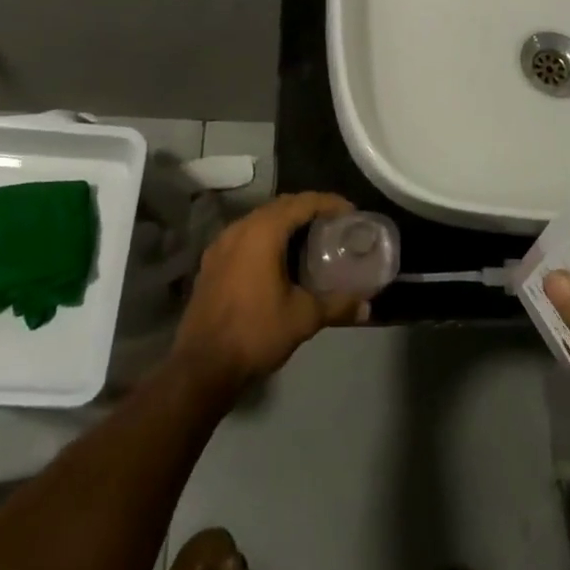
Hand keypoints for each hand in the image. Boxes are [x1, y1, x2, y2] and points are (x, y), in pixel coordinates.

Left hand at [171, 192, 364, 400]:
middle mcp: (239, 228)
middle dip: (308, 209)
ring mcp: (221, 244)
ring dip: (285, 222)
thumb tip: (367, 306)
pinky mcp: (211, 262)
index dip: (329, 203)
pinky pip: (244, 236)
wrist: (202, 366)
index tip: (351, 212)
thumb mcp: (303, 318)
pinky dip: (265, 236)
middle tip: (333, 223)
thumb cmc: (256, 333)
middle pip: (280, 206)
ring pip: (259, 219)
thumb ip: (337, 305)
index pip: (302, 203)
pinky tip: (277, 258)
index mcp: (263, 232)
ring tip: (309, 237)